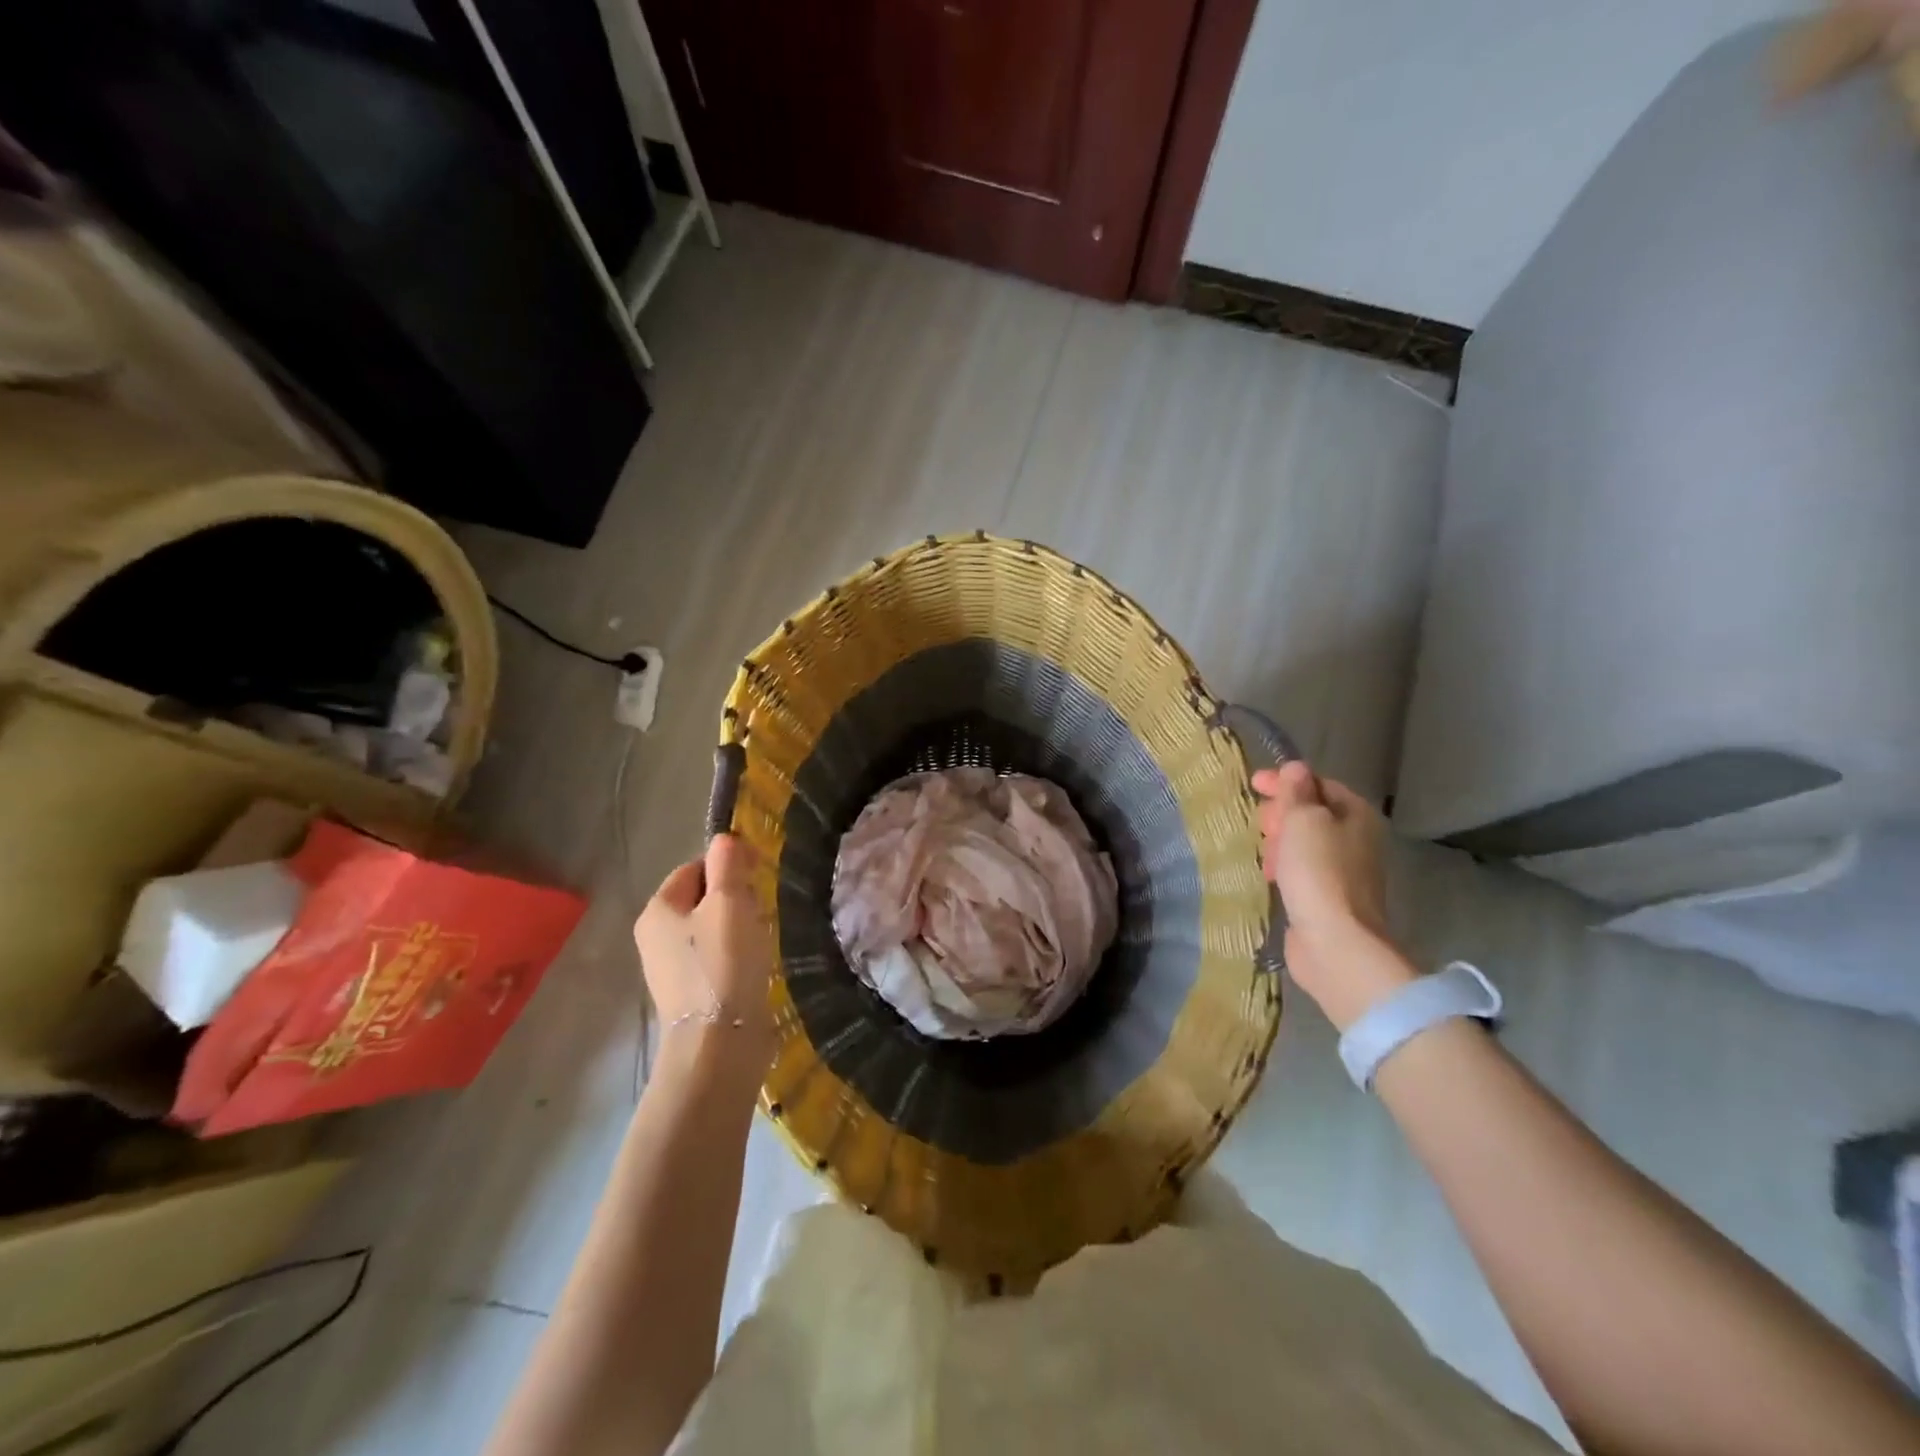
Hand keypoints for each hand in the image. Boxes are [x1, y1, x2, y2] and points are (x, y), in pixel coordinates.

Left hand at [634, 835, 775, 1078]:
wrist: (719, 1044)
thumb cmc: (723, 964)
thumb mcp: (729, 902)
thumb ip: (727, 864)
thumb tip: (725, 839)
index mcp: (658, 910)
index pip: (694, 868)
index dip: (727, 866)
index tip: (757, 878)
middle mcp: (655, 938)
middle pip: (703, 898)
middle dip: (735, 899)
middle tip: (760, 912)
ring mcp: (671, 970)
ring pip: (712, 929)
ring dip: (740, 928)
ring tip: (761, 942)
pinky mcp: (692, 995)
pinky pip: (717, 959)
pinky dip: (737, 956)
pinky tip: (755, 967)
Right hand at [1251, 762, 1414, 1031]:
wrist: (1335, 942)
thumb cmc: (1318, 872)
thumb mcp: (1302, 820)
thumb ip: (1296, 792)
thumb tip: (1295, 768)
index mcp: (1355, 814)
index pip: (1317, 784)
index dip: (1285, 780)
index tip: (1252, 783)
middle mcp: (1355, 839)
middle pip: (1311, 812)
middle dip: (1281, 813)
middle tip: (1261, 824)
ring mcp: (1343, 870)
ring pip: (1304, 843)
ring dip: (1279, 842)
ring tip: (1263, 853)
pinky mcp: (1328, 897)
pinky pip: (1301, 869)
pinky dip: (1284, 866)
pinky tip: (1269, 876)